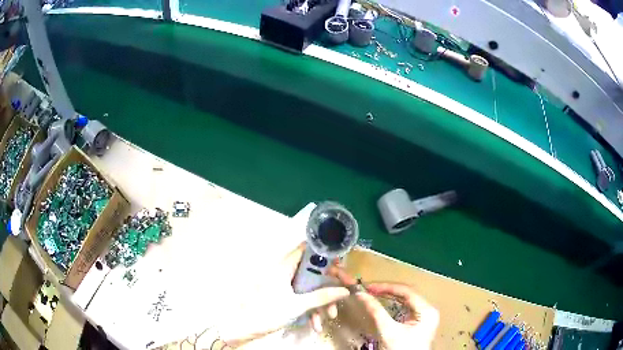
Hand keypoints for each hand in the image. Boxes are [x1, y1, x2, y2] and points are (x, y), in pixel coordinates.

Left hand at [217, 242, 349, 346]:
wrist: (244, 327)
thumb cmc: (268, 312)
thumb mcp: (297, 305)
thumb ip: (321, 297)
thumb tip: (344, 290)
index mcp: (284, 267)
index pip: (306, 249)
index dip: (324, 253)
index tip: (340, 263)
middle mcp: (284, 272)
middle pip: (312, 270)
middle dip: (329, 283)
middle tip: (345, 290)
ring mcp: (284, 284)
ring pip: (309, 286)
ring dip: (321, 301)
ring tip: (329, 316)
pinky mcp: (283, 295)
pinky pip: (302, 296)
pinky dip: (310, 307)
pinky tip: (315, 323)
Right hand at [330, 266, 438, 349]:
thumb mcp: (388, 331)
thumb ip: (376, 312)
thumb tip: (361, 295)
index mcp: (427, 310)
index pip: (406, 291)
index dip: (386, 287)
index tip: (368, 287)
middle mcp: (429, 310)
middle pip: (407, 294)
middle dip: (387, 291)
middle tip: (369, 289)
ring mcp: (425, 317)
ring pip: (407, 300)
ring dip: (390, 297)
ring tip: (374, 294)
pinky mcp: (419, 323)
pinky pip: (406, 308)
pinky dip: (394, 305)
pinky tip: (384, 303)